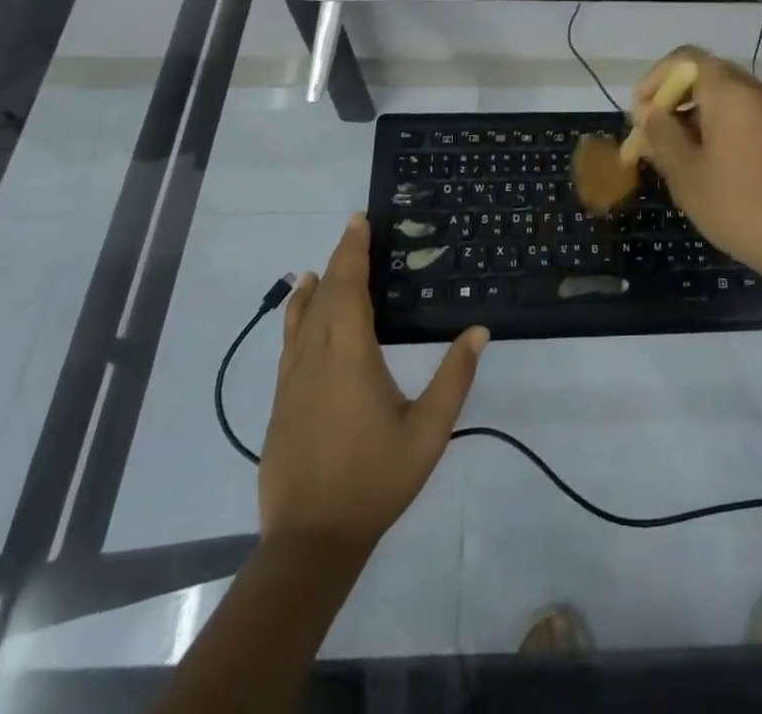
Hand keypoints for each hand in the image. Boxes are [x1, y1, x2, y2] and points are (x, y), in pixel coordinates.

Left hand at [259, 215, 487, 548]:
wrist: (311, 540)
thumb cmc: (375, 479)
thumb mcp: (428, 430)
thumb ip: (454, 377)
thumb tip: (479, 330)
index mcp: (349, 356)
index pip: (349, 288)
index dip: (354, 252)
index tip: (361, 221)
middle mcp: (315, 358)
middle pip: (325, 295)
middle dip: (340, 258)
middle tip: (354, 229)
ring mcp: (292, 381)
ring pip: (300, 318)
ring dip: (315, 287)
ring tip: (324, 266)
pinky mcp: (282, 403)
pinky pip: (290, 342)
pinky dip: (298, 316)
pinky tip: (303, 319)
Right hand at [630, 47, 761, 284]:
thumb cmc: (738, 205)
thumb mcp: (686, 173)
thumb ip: (661, 134)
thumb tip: (648, 112)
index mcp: (730, 91)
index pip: (686, 58)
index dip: (656, 78)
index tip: (640, 113)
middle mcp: (756, 90)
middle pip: (706, 74)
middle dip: (674, 98)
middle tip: (653, 135)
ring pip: (726, 96)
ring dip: (695, 114)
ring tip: (676, 154)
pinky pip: (745, 114)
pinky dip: (720, 125)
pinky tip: (708, 163)